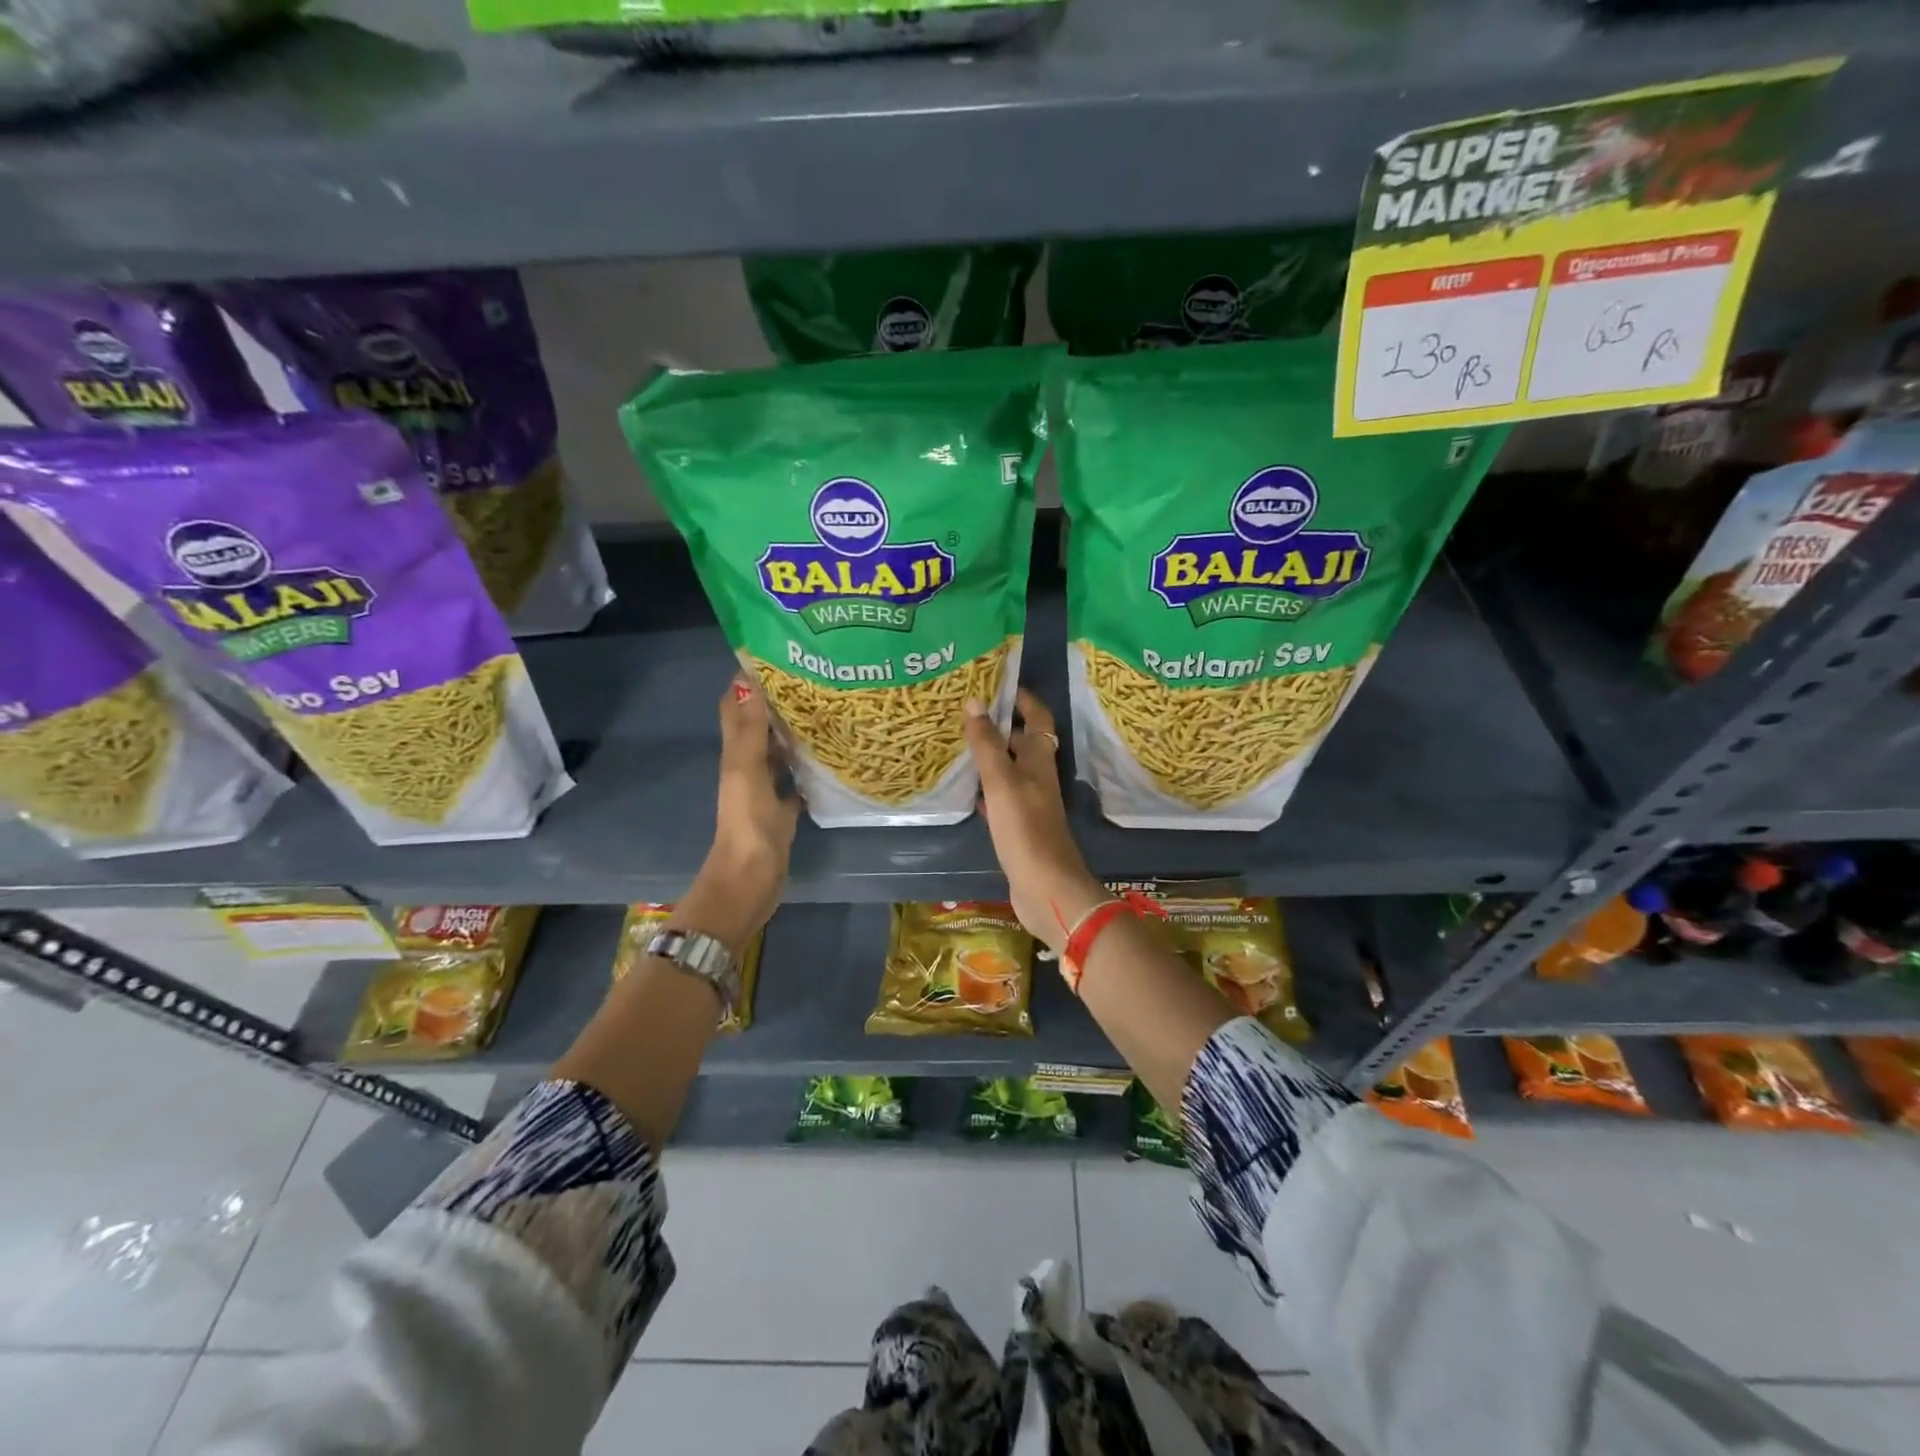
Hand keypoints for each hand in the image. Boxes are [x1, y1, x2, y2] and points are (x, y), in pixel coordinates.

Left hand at [674, 675, 799, 955]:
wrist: (751, 879)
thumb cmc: (748, 823)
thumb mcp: (746, 771)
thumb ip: (749, 730)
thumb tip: (748, 681)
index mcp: (736, 755)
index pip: (735, 708)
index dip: (746, 681)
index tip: (774, 656)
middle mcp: (748, 767)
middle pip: (760, 727)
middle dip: (777, 702)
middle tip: (813, 678)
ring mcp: (765, 791)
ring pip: (778, 753)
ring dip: (794, 733)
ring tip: (826, 709)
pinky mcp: (782, 812)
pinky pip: (795, 782)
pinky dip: (808, 769)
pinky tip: (830, 758)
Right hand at [964, 688, 1105, 953]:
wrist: (1045, 886)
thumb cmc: (1025, 828)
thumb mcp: (1001, 780)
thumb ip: (987, 743)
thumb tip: (975, 701)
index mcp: (1039, 759)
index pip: (1037, 717)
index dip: (1023, 699)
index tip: (998, 683)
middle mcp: (1037, 776)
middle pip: (1022, 741)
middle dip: (999, 724)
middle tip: (966, 710)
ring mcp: (1029, 802)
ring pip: (1009, 769)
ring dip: (990, 755)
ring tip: (959, 742)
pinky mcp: (1018, 826)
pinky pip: (1000, 797)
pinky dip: (985, 788)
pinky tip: (966, 789)